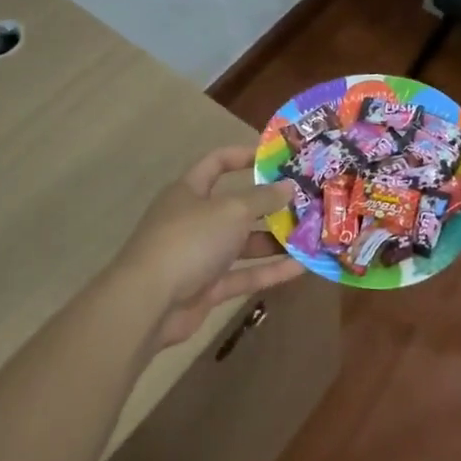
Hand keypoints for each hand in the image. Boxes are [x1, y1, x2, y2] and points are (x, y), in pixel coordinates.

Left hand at [113, 146, 301, 348]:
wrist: (148, 304)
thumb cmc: (189, 241)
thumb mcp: (231, 211)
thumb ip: (262, 198)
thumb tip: (288, 186)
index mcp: (190, 190)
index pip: (217, 163)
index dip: (244, 156)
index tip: (277, 157)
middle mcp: (194, 219)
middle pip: (236, 206)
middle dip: (270, 204)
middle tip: (306, 200)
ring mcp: (200, 255)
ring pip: (243, 243)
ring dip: (275, 239)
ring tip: (312, 234)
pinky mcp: (207, 288)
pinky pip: (244, 275)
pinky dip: (269, 271)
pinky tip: (302, 268)